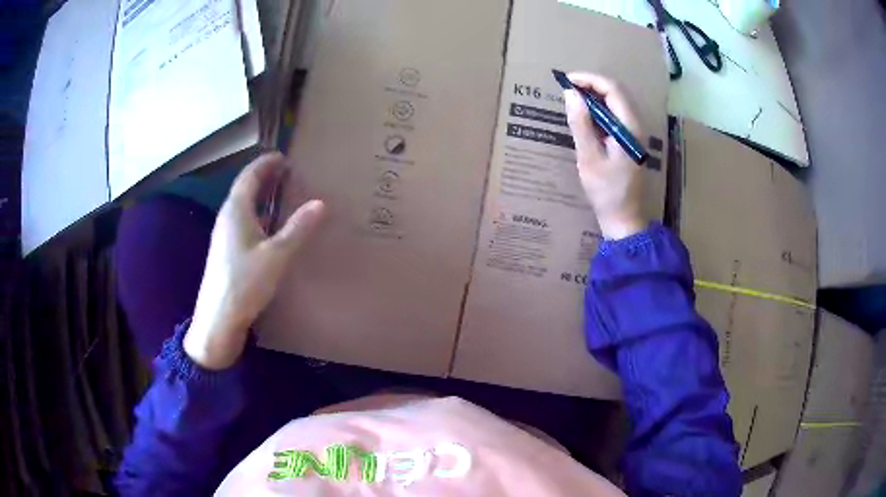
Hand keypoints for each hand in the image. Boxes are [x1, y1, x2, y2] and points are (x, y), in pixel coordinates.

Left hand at [184, 153, 325, 369]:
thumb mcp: (276, 255)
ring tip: (281, 197)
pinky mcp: (226, 253)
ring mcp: (224, 236)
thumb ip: (298, 229)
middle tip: (285, 173)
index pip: (249, 176)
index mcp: (236, 210)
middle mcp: (227, 218)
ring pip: (243, 207)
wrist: (218, 319)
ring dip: (260, 197)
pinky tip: (269, 230)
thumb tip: (320, 203)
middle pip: (244, 189)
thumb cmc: (244, 282)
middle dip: (264, 177)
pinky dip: (257, 216)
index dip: (265, 163)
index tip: (282, 156)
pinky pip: (243, 223)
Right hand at [563, 72, 646, 239]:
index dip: (589, 80)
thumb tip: (570, 94)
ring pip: (614, 104)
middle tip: (566, 89)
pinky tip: (583, 117)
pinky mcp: (627, 141)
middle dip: (590, 85)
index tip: (567, 80)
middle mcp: (635, 125)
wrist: (623, 218)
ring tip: (571, 99)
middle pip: (615, 93)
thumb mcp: (589, 157)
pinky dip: (597, 111)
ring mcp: (633, 133)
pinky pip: (613, 117)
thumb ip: (580, 124)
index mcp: (629, 127)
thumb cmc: (606, 191)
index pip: (612, 89)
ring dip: (593, 97)